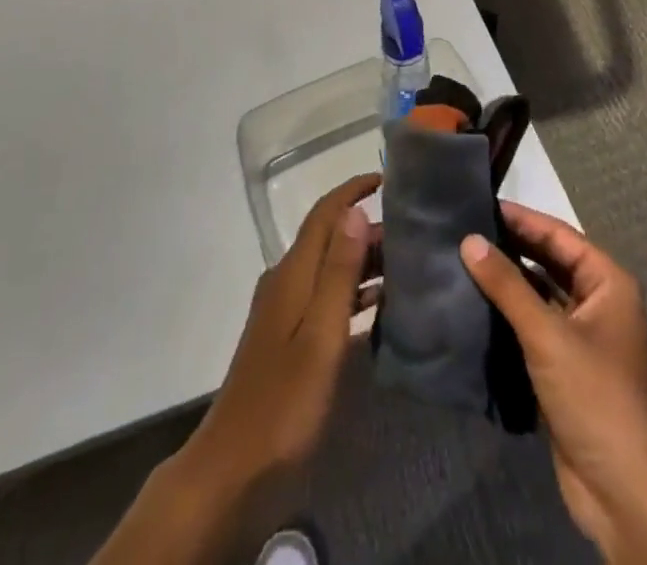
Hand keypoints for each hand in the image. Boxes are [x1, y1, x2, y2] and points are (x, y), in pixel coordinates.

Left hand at [92, 176, 378, 564]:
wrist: (233, 466)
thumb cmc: (284, 401)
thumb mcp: (320, 335)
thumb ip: (339, 272)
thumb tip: (354, 210)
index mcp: (293, 273)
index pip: (325, 214)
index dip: (352, 190)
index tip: (386, 179)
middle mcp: (286, 281)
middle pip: (329, 239)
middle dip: (367, 229)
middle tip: (412, 234)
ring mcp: (285, 310)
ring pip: (329, 269)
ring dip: (363, 261)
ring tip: (406, 265)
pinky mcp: (287, 337)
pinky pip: (326, 298)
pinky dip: (353, 293)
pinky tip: (380, 307)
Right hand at [460, 203, 646, 563]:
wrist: (626, 495)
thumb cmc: (596, 399)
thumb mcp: (548, 335)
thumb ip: (507, 286)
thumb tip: (469, 240)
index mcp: (608, 283)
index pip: (558, 235)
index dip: (521, 218)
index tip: (479, 205)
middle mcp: (599, 303)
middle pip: (549, 263)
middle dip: (511, 248)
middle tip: (464, 231)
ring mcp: (583, 338)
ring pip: (540, 296)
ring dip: (508, 283)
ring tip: (462, 262)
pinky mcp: (567, 370)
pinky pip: (534, 328)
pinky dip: (509, 317)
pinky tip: (475, 307)